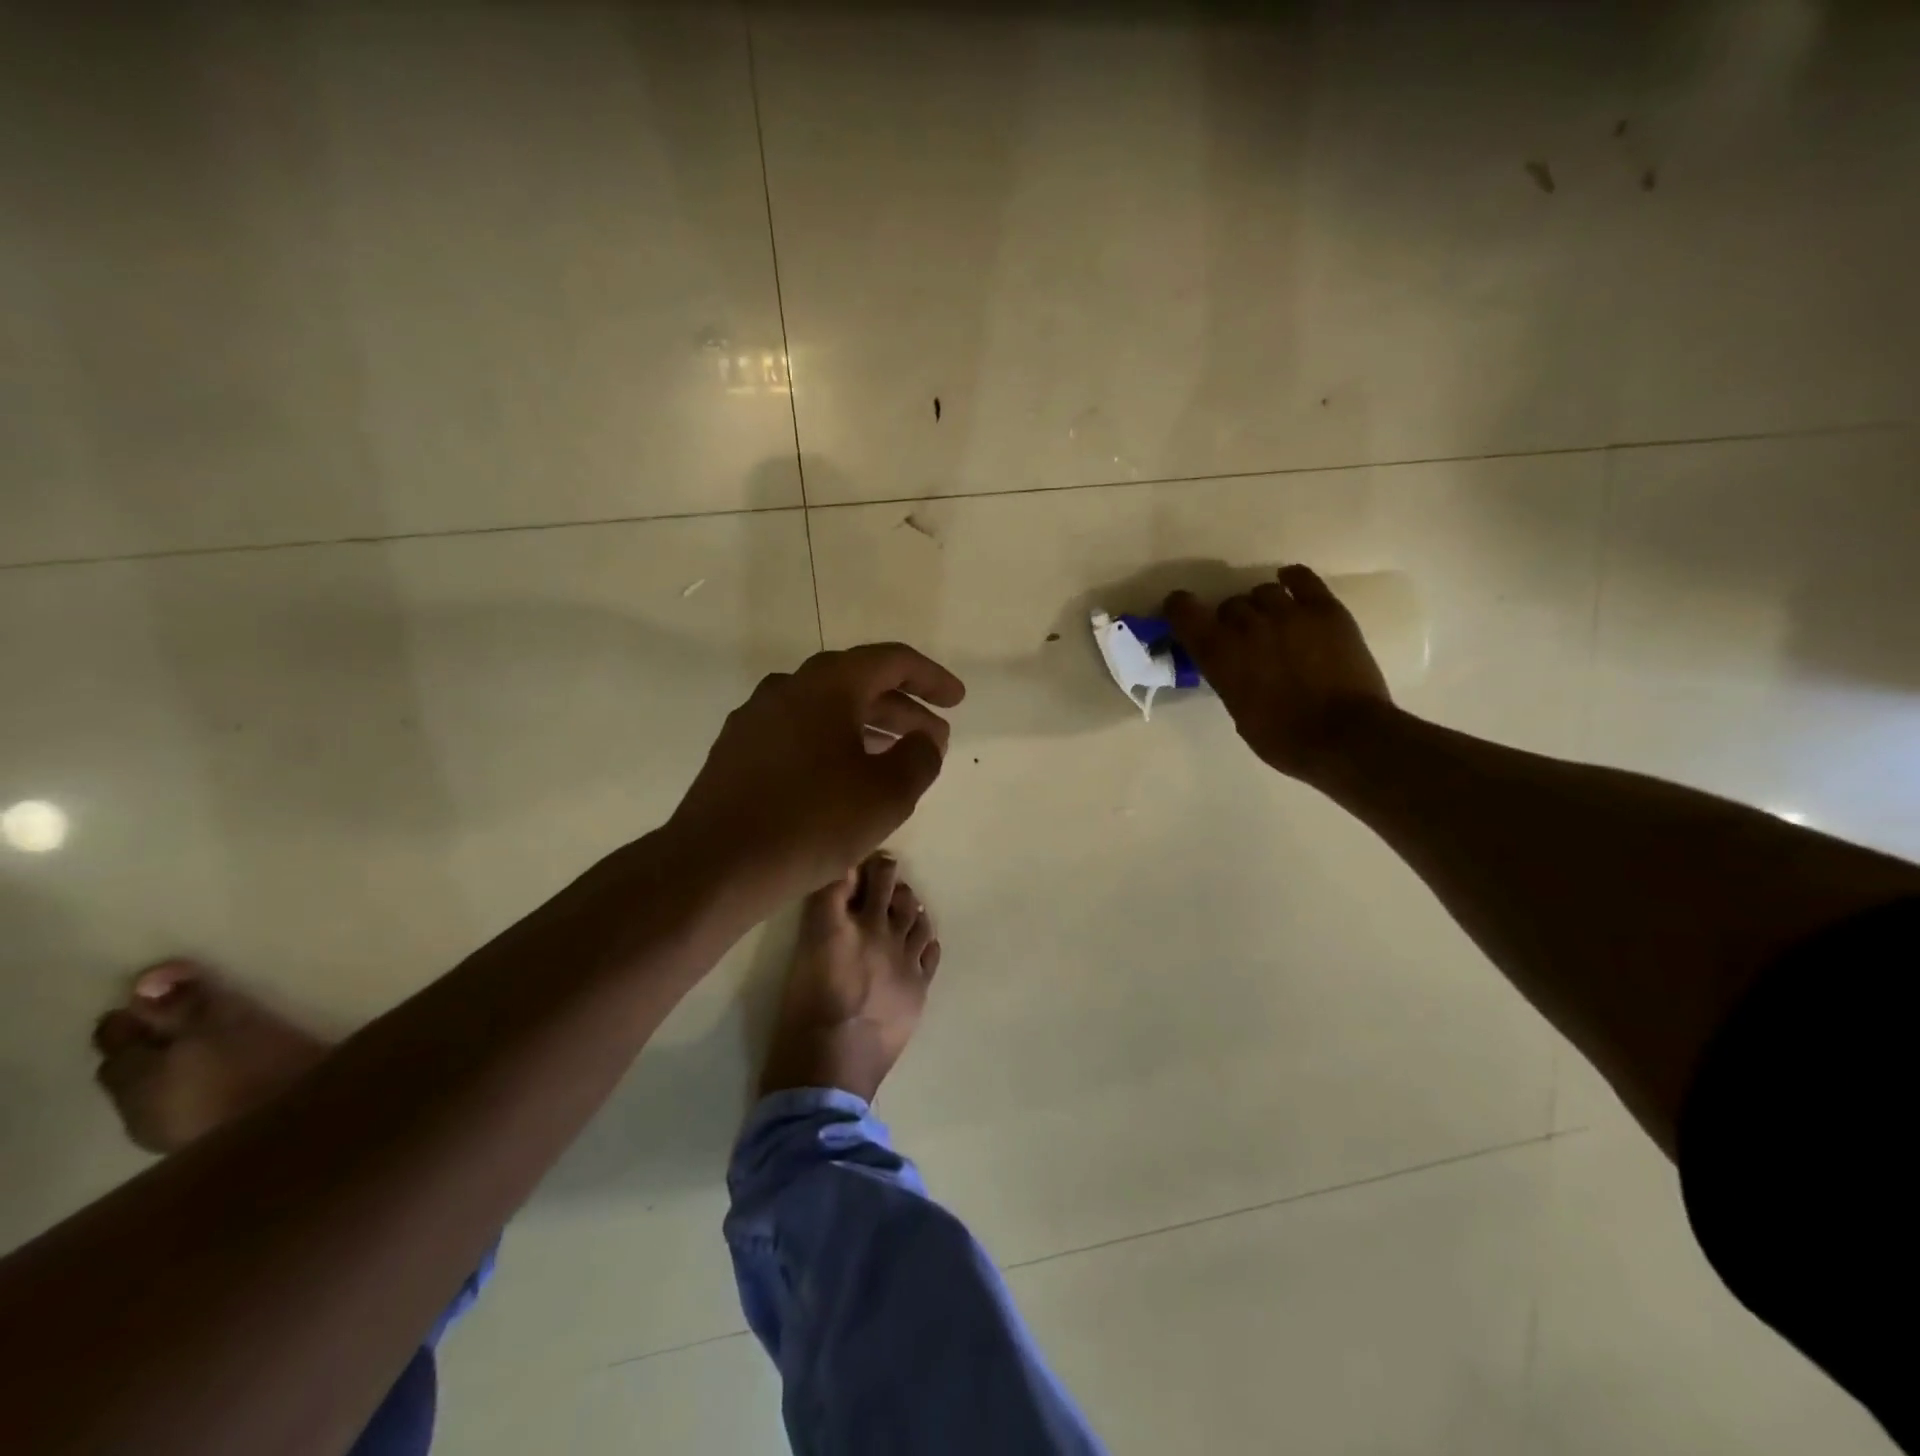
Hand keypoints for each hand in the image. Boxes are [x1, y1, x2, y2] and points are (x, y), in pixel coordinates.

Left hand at [669, 643, 965, 905]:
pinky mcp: (737, 751)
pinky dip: (833, 744)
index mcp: (826, 684)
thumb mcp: (888, 793)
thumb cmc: (813, 821)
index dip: (931, 678)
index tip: (956, 700)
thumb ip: (921, 757)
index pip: (891, 661)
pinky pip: (799, 733)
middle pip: (858, 684)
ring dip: (868, 728)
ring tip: (896, 760)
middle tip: (934, 739)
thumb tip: (923, 740)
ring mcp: (756, 719)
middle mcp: (787, 688)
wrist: (717, 865)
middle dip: (903, 710)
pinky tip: (846, 779)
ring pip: (826, 710)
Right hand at [1166, 565, 1390, 781]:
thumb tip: (1233, 665)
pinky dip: (1292, 579)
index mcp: (1219, 654)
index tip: (1182, 612)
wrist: (1345, 736)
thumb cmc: (1284, 738)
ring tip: (1274, 621)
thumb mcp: (1239, 712)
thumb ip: (1229, 678)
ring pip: (1263, 591)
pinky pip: (1301, 578)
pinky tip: (1291, 585)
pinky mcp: (1325, 609)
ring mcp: (1288, 613)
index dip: (1180, 608)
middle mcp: (1247, 625)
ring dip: (1262, 605)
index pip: (1184, 612)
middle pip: (1230, 604)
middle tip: (1245, 638)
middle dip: (1232, 619)